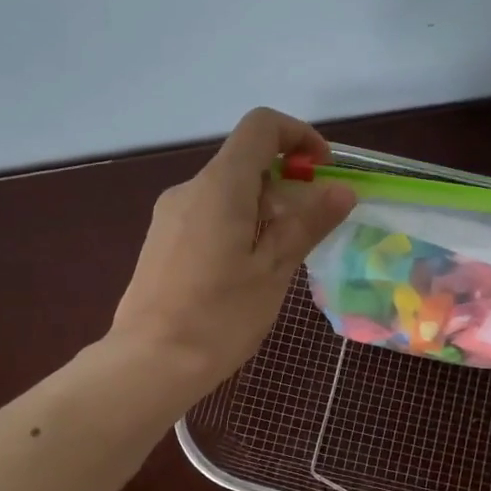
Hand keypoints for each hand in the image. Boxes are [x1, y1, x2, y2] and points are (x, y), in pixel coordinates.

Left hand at [110, 107, 355, 389]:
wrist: (150, 363)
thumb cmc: (219, 316)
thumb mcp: (273, 270)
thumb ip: (307, 223)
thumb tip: (340, 190)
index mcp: (220, 185)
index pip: (261, 127)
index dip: (299, 136)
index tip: (323, 171)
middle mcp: (189, 188)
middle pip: (245, 162)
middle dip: (286, 185)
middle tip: (309, 233)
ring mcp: (169, 215)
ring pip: (227, 192)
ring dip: (262, 210)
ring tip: (278, 262)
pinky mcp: (161, 241)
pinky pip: (208, 215)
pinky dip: (237, 226)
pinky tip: (244, 274)